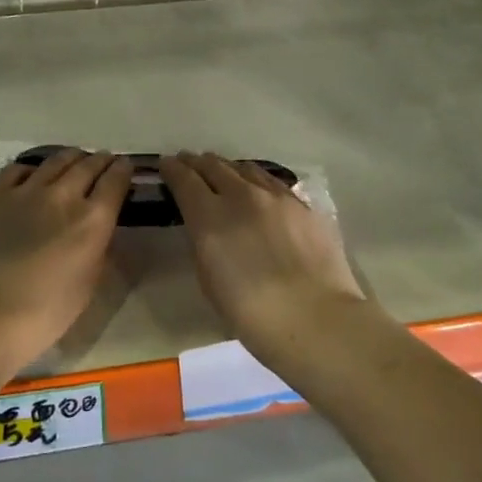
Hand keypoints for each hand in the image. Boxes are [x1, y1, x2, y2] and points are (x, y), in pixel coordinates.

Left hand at [0, 149, 133, 368]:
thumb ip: (98, 248)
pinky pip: (16, 169)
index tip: (125, 165)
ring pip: (54, 161)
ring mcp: (25, 190)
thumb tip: (98, 227)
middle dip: (100, 160)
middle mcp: (62, 195)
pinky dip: (31, 169)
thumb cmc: (46, 311)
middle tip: (103, 159)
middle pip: (87, 165)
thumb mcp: (89, 283)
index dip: (123, 170)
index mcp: (92, 220)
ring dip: (70, 157)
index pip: (115, 181)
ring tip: (74, 158)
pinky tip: (31, 174)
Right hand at [159, 153, 363, 355]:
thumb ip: (203, 243)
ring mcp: (276, 196)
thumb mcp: (209, 279)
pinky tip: (259, 188)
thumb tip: (205, 226)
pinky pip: (273, 183)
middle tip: (190, 162)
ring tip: (223, 170)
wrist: (314, 319)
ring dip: (228, 167)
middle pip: (214, 166)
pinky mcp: (303, 205)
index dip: (172, 169)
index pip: (184, 179)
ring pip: (245, 168)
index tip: (166, 164)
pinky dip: (258, 181)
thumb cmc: (251, 314)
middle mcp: (241, 195)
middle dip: (198, 163)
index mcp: (209, 216)